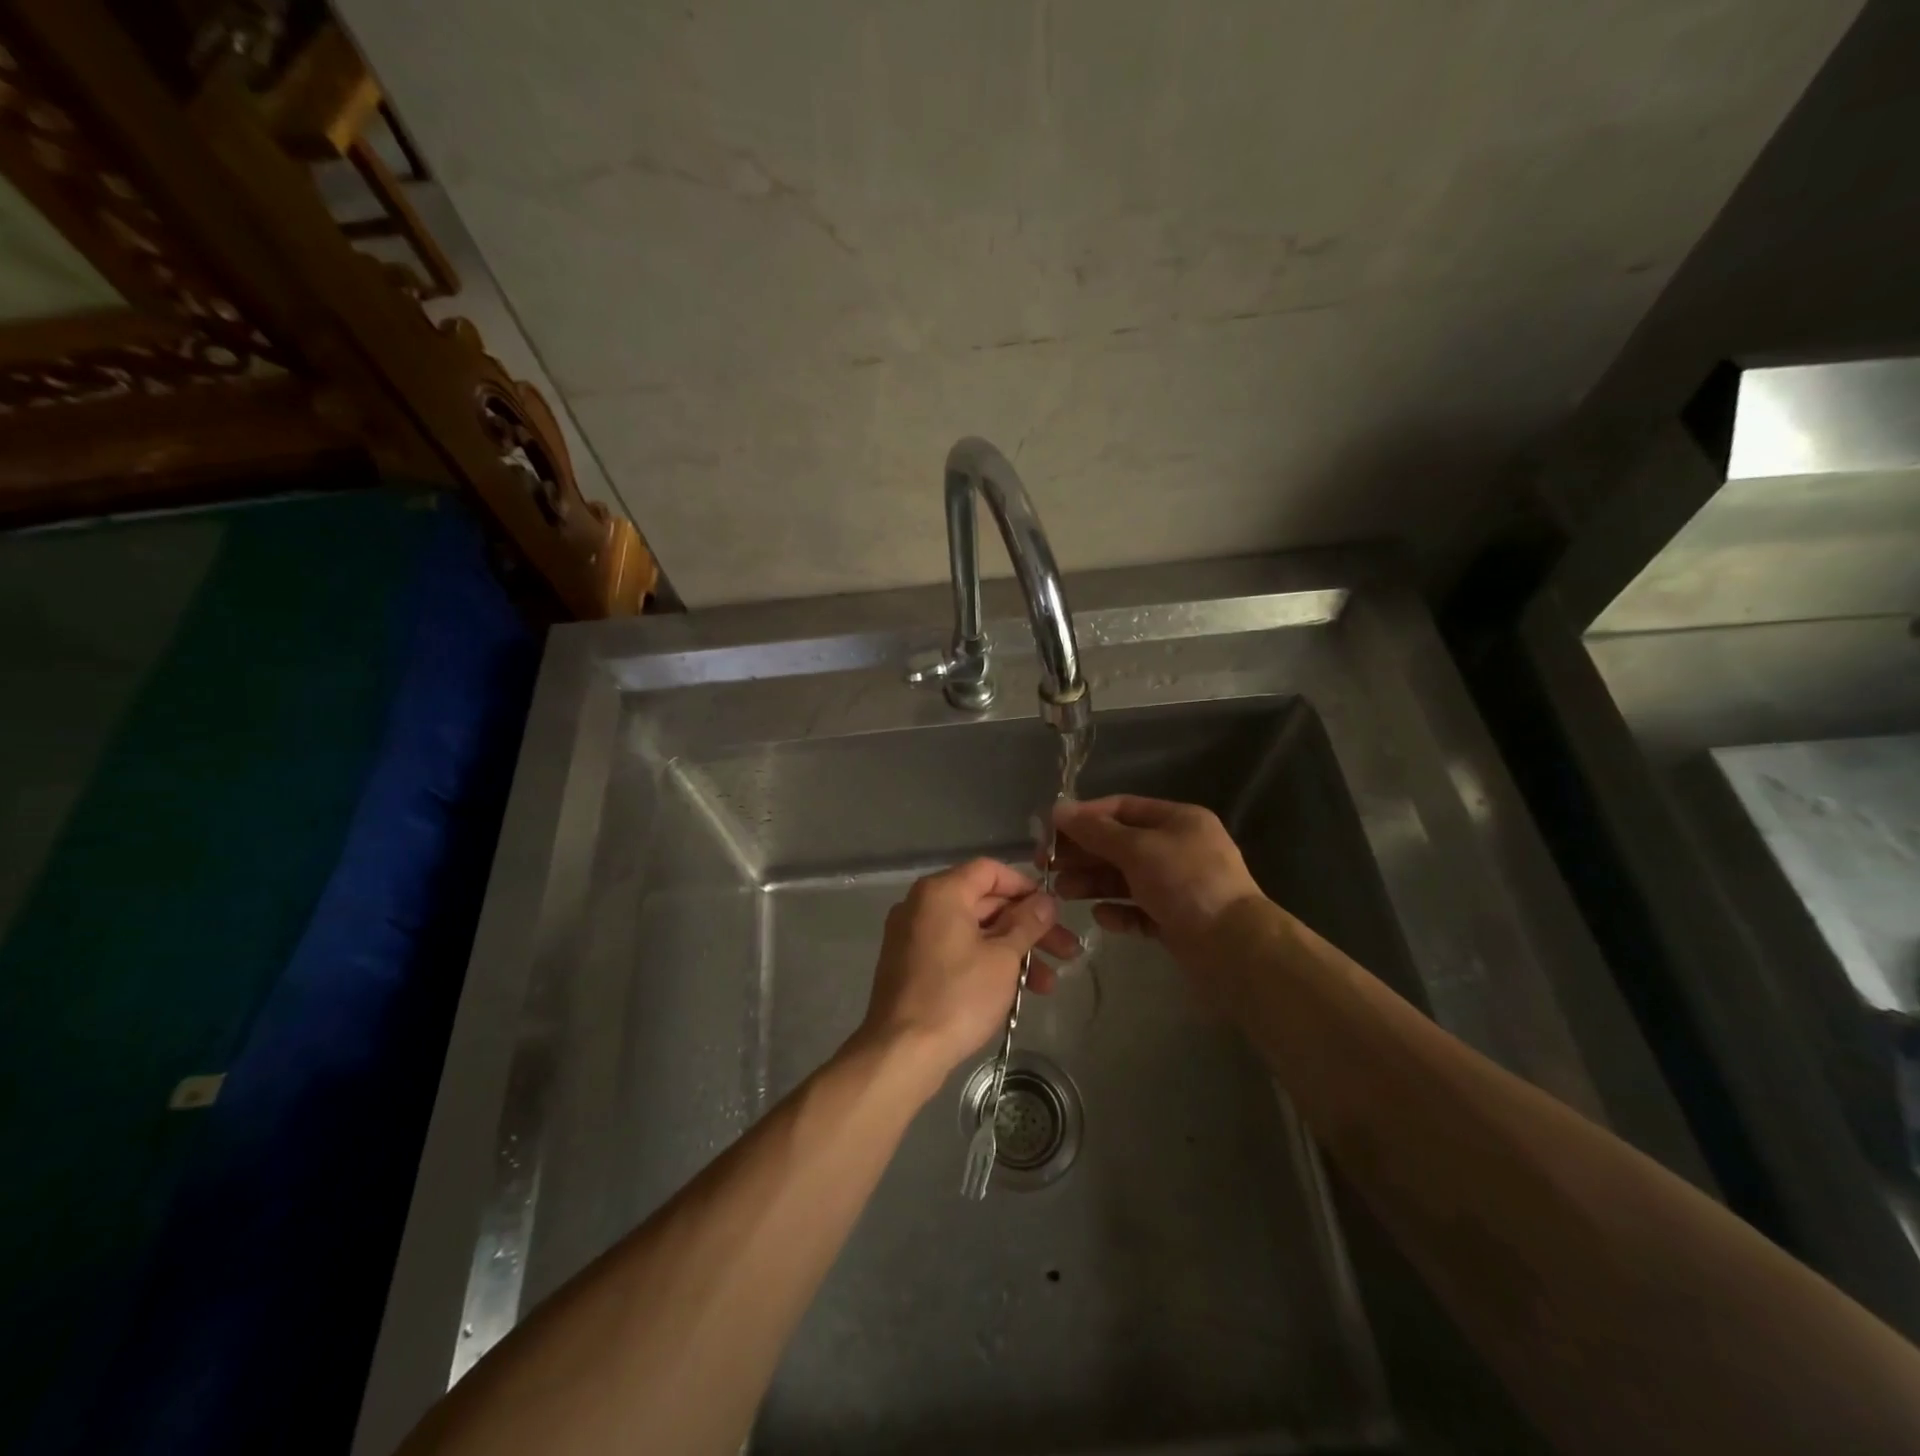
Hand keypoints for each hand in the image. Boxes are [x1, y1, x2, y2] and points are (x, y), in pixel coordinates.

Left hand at [858, 858, 1081, 1085]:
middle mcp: (922, 905)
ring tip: (1048, 985)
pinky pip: (955, 950)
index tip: (1053, 910)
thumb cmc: (957, 996)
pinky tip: (1015, 990)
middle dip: (1028, 927)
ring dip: (1013, 952)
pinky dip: (985, 962)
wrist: (902, 1052)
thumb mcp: (1002, 958)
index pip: (990, 870)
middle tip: (1066, 951)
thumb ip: (1027, 923)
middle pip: (985, 902)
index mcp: (941, 892)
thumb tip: (1046, 901)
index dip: (1025, 887)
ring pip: (973, 931)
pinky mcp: (910, 965)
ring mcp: (913, 936)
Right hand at [1051, 795, 1265, 955]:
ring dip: (1093, 883)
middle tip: (1047, 866)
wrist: (1234, 947)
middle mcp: (1178, 848)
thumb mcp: (1138, 849)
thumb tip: (1058, 809)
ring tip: (1063, 893)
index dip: (1084, 817)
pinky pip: (1138, 909)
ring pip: (1125, 878)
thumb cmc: (1186, 883)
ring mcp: (1178, 885)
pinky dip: (1118, 911)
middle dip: (1084, 854)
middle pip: (1120, 844)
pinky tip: (1101, 917)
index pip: (1121, 808)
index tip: (1050, 831)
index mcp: (1177, 820)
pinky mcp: (1176, 919)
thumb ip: (1096, 831)